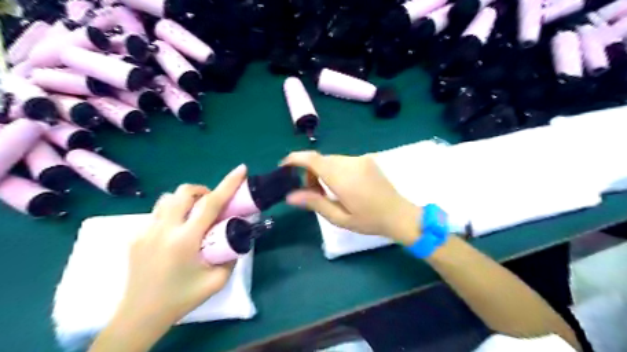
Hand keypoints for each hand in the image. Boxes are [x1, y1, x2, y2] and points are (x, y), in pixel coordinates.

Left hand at [117, 165, 246, 327]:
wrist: (140, 315)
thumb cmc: (182, 298)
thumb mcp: (217, 281)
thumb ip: (231, 256)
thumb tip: (236, 238)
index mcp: (186, 240)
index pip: (211, 204)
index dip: (228, 184)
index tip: (241, 169)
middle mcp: (164, 230)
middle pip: (184, 192)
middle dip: (202, 191)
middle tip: (211, 205)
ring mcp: (146, 231)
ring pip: (167, 199)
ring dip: (185, 200)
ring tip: (193, 216)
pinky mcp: (135, 236)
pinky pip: (157, 213)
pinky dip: (172, 214)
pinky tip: (175, 233)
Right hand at [283, 151, 420, 243]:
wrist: (400, 214)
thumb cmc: (369, 221)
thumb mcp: (340, 217)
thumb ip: (315, 203)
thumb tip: (290, 195)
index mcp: (342, 177)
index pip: (312, 159)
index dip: (295, 159)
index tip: (284, 167)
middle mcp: (350, 162)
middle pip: (320, 160)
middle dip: (309, 172)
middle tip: (312, 192)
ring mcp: (360, 159)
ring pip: (331, 160)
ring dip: (323, 171)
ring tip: (328, 192)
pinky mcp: (367, 159)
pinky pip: (342, 161)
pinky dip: (334, 169)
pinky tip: (341, 185)